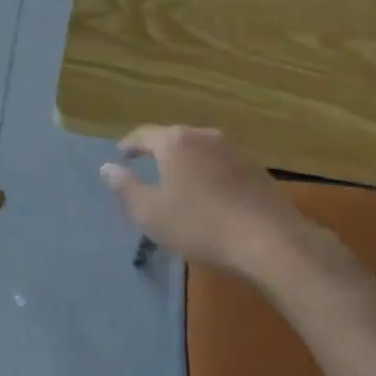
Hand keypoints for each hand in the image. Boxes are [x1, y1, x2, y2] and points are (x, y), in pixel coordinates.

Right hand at [99, 125, 320, 279]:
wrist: (269, 240)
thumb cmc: (200, 225)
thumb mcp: (151, 213)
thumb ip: (125, 188)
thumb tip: (107, 167)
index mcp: (175, 142)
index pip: (144, 135)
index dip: (129, 145)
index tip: (121, 154)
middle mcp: (204, 136)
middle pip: (173, 138)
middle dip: (159, 151)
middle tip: (147, 167)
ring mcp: (233, 150)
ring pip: (199, 150)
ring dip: (186, 163)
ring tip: (178, 182)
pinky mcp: (255, 169)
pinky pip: (220, 164)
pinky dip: (208, 173)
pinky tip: (208, 194)